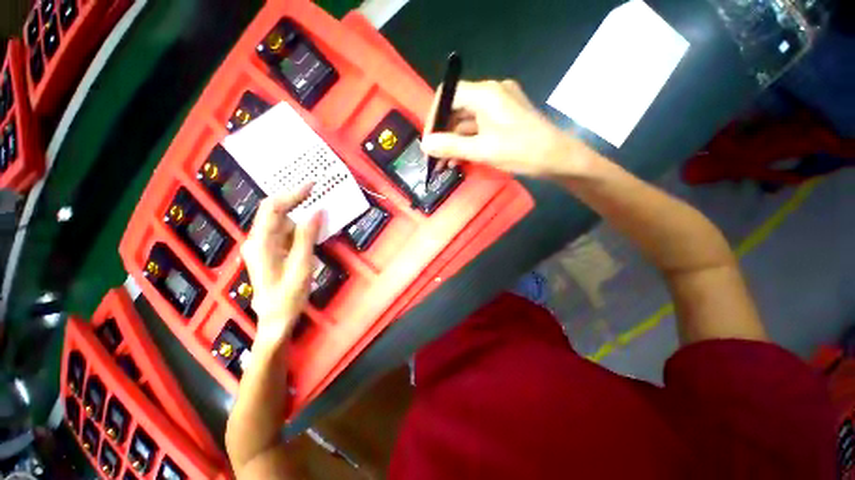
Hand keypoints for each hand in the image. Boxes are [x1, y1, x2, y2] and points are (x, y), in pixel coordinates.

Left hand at [240, 184, 321, 345]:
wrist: (275, 320)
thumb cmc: (288, 296)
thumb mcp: (302, 265)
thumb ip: (307, 237)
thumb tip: (317, 212)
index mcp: (261, 242)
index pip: (273, 208)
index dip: (292, 194)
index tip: (312, 185)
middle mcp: (257, 240)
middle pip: (273, 212)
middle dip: (294, 200)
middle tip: (317, 193)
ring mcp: (261, 247)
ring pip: (279, 222)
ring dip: (297, 213)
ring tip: (316, 206)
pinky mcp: (269, 252)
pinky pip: (283, 232)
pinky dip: (296, 226)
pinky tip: (309, 226)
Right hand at [421, 80, 582, 177]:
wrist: (559, 158)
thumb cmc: (522, 151)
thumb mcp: (483, 150)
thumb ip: (451, 146)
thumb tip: (425, 145)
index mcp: (485, 93)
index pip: (448, 95)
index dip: (434, 117)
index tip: (429, 141)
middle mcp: (491, 93)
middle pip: (457, 109)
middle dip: (444, 134)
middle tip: (435, 157)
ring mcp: (499, 105)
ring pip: (468, 121)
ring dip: (455, 141)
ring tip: (445, 163)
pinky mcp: (504, 118)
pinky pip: (479, 127)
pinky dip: (468, 141)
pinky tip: (460, 159)